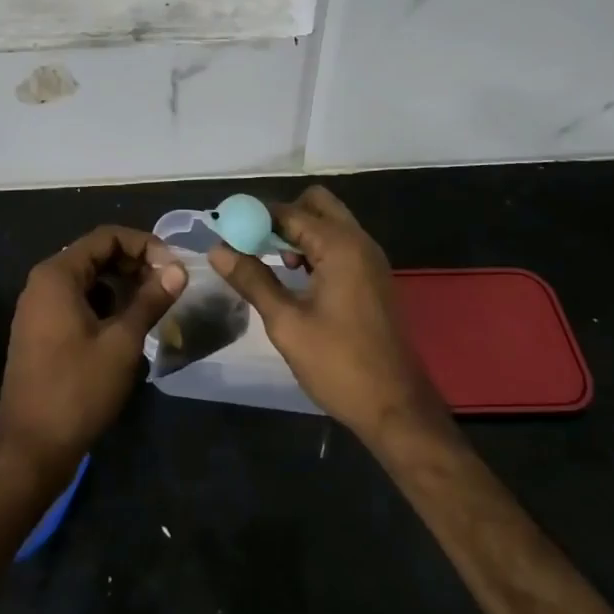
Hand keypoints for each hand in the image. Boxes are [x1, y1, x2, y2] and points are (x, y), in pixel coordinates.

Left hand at [0, 225, 186, 479]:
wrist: (30, 448)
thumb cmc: (77, 389)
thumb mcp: (122, 342)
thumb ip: (151, 300)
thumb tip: (178, 271)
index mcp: (57, 275)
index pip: (106, 237)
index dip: (144, 245)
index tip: (173, 268)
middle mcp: (43, 283)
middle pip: (96, 254)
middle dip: (135, 264)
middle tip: (169, 286)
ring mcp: (39, 308)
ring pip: (89, 280)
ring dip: (123, 285)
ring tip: (154, 305)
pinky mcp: (42, 331)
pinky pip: (78, 301)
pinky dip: (106, 304)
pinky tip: (128, 327)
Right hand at [208, 186, 444, 448]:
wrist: (396, 408)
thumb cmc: (339, 365)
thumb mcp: (286, 323)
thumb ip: (252, 280)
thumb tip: (218, 250)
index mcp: (340, 246)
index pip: (288, 212)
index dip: (253, 217)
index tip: (224, 229)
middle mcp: (359, 242)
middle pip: (315, 205)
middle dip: (280, 217)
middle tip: (252, 243)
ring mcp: (370, 260)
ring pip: (329, 223)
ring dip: (297, 232)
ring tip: (268, 261)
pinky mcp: (372, 278)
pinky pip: (339, 245)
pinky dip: (314, 248)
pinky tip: (295, 276)